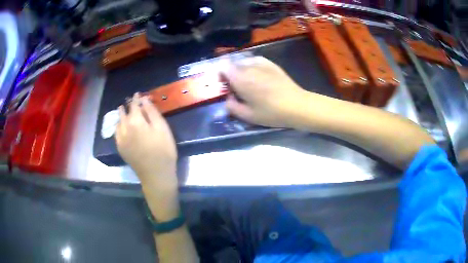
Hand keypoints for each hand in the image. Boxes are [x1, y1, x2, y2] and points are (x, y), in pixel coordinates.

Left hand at [115, 93, 177, 190]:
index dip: (136, 98)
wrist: (155, 174)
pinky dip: (118, 126)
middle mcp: (124, 128)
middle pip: (124, 113)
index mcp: (135, 121)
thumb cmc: (163, 150)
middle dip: (128, 106)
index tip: (138, 94)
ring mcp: (120, 139)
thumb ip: (151, 112)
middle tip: (131, 102)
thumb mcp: (162, 128)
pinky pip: (116, 133)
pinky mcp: (120, 148)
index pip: (134, 105)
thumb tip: (144, 99)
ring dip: (121, 115)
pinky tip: (121, 126)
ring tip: (123, 111)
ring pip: (118, 122)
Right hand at [221, 56, 309, 127]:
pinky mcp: (271, 63)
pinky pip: (255, 61)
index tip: (224, 85)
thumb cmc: (271, 112)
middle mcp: (248, 66)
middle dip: (230, 73)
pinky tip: (259, 77)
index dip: (220, 74)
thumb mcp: (247, 116)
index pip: (222, 65)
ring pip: (243, 62)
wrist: (297, 105)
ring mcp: (261, 62)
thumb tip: (228, 98)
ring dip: (241, 70)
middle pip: (232, 63)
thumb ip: (231, 106)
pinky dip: (252, 67)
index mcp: (240, 78)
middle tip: (236, 87)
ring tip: (249, 83)